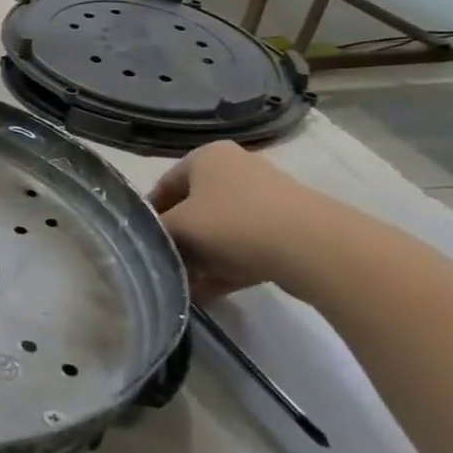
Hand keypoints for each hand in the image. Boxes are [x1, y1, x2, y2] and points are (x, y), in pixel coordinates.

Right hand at [148, 141, 337, 302]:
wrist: (312, 247)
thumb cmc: (232, 223)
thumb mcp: (178, 227)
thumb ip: (156, 233)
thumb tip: (149, 243)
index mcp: (207, 157)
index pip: (163, 185)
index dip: (148, 216)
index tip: (140, 244)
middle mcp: (235, 169)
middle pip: (193, 209)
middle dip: (177, 241)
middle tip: (163, 267)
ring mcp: (265, 198)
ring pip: (219, 231)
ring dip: (200, 259)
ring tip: (184, 287)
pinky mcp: (287, 228)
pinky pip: (245, 248)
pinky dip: (226, 267)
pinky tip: (208, 295)